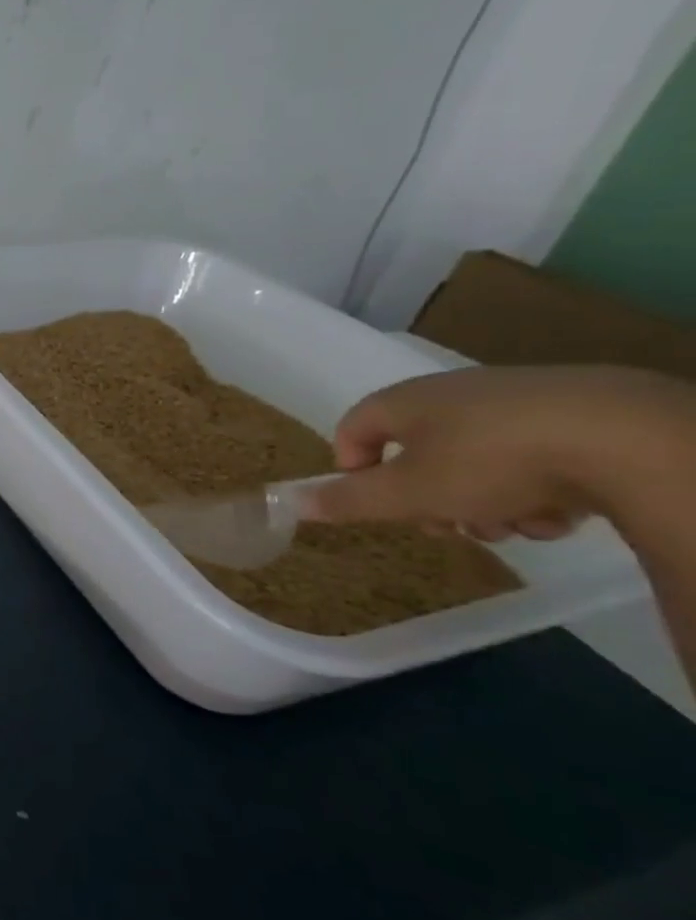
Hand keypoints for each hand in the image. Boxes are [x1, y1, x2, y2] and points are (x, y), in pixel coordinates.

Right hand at [305, 365, 695, 541]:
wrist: (630, 440)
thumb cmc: (491, 462)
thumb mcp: (408, 493)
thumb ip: (348, 499)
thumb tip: (289, 502)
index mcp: (406, 401)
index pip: (354, 427)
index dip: (353, 467)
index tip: (375, 499)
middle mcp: (455, 393)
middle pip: (419, 452)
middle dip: (429, 497)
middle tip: (448, 526)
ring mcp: (518, 401)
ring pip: (477, 460)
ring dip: (484, 501)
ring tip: (514, 526)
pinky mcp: (579, 415)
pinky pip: (533, 456)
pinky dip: (536, 488)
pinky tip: (561, 513)